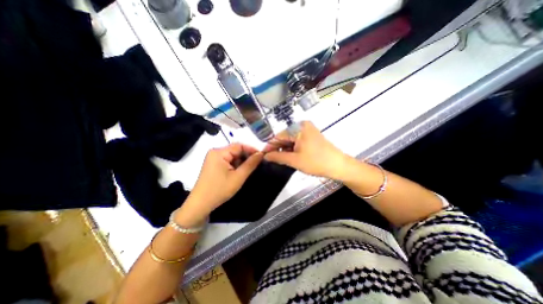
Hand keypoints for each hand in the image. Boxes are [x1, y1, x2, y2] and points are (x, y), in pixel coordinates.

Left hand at [176, 143, 262, 225]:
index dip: (251, 149)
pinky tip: (240, 171)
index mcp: (219, 152)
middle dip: (247, 156)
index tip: (262, 156)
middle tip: (258, 163)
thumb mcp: (238, 177)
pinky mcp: (213, 164)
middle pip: (235, 150)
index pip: (239, 145)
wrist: (200, 204)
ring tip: (250, 168)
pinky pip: (228, 160)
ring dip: (242, 161)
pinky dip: (235, 165)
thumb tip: (261, 153)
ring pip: (232, 156)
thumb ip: (251, 164)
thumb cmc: (219, 190)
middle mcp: (215, 152)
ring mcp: (213, 158)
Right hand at [265, 120, 349, 180]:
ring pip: (291, 140)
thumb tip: (266, 156)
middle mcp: (303, 126)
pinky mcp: (311, 136)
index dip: (270, 146)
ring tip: (280, 160)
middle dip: (278, 148)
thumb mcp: (294, 160)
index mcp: (298, 128)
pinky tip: (290, 156)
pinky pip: (297, 141)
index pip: (279, 136)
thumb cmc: (316, 162)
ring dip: (285, 149)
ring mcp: (308, 130)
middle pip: (285, 137)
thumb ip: (278, 157)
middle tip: (271, 160)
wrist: (338, 166)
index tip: (263, 155)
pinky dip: (292, 149)